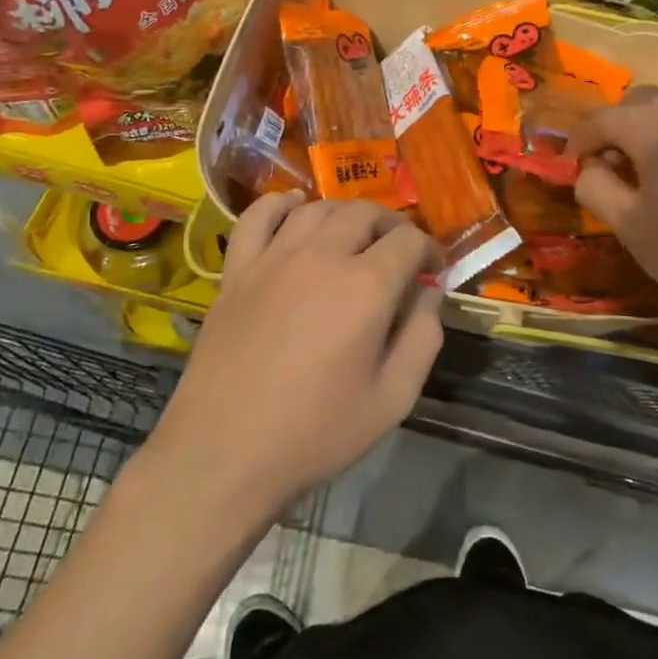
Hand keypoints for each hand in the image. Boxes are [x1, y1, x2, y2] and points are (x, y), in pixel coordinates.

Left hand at [152, 193, 443, 516]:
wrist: (223, 454)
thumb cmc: (316, 433)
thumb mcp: (393, 399)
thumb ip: (423, 338)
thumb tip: (429, 294)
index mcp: (366, 286)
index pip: (409, 240)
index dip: (429, 250)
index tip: (433, 271)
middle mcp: (322, 256)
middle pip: (365, 213)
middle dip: (392, 226)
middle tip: (399, 252)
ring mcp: (274, 258)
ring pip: (317, 208)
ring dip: (345, 214)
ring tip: (355, 236)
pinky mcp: (237, 270)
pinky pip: (258, 216)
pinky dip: (280, 204)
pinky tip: (294, 208)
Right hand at [568, 89, 657, 319]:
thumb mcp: (628, 225)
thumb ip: (595, 187)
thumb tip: (588, 168)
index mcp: (654, 127)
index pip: (601, 120)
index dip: (577, 142)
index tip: (569, 169)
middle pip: (636, 101)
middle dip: (612, 127)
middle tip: (606, 166)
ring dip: (645, 125)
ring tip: (642, 166)